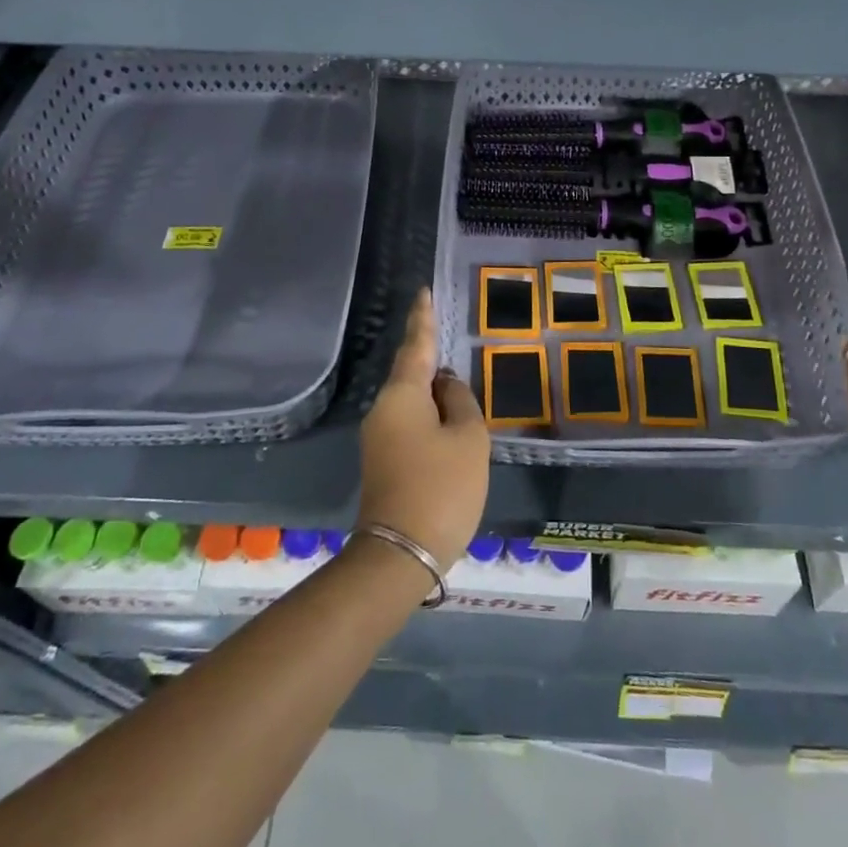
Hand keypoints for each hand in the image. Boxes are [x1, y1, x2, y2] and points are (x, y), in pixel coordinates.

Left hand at [357, 289, 489, 567]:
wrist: (401, 554)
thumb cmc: (441, 487)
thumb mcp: (468, 438)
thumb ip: (461, 401)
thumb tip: (446, 384)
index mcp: (402, 394)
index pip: (416, 344)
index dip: (423, 318)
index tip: (423, 292)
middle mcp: (383, 408)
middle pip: (411, 373)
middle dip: (431, 359)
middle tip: (452, 342)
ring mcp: (379, 437)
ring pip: (412, 401)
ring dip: (434, 395)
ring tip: (460, 391)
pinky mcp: (383, 460)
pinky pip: (410, 423)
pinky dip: (430, 417)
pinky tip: (448, 424)